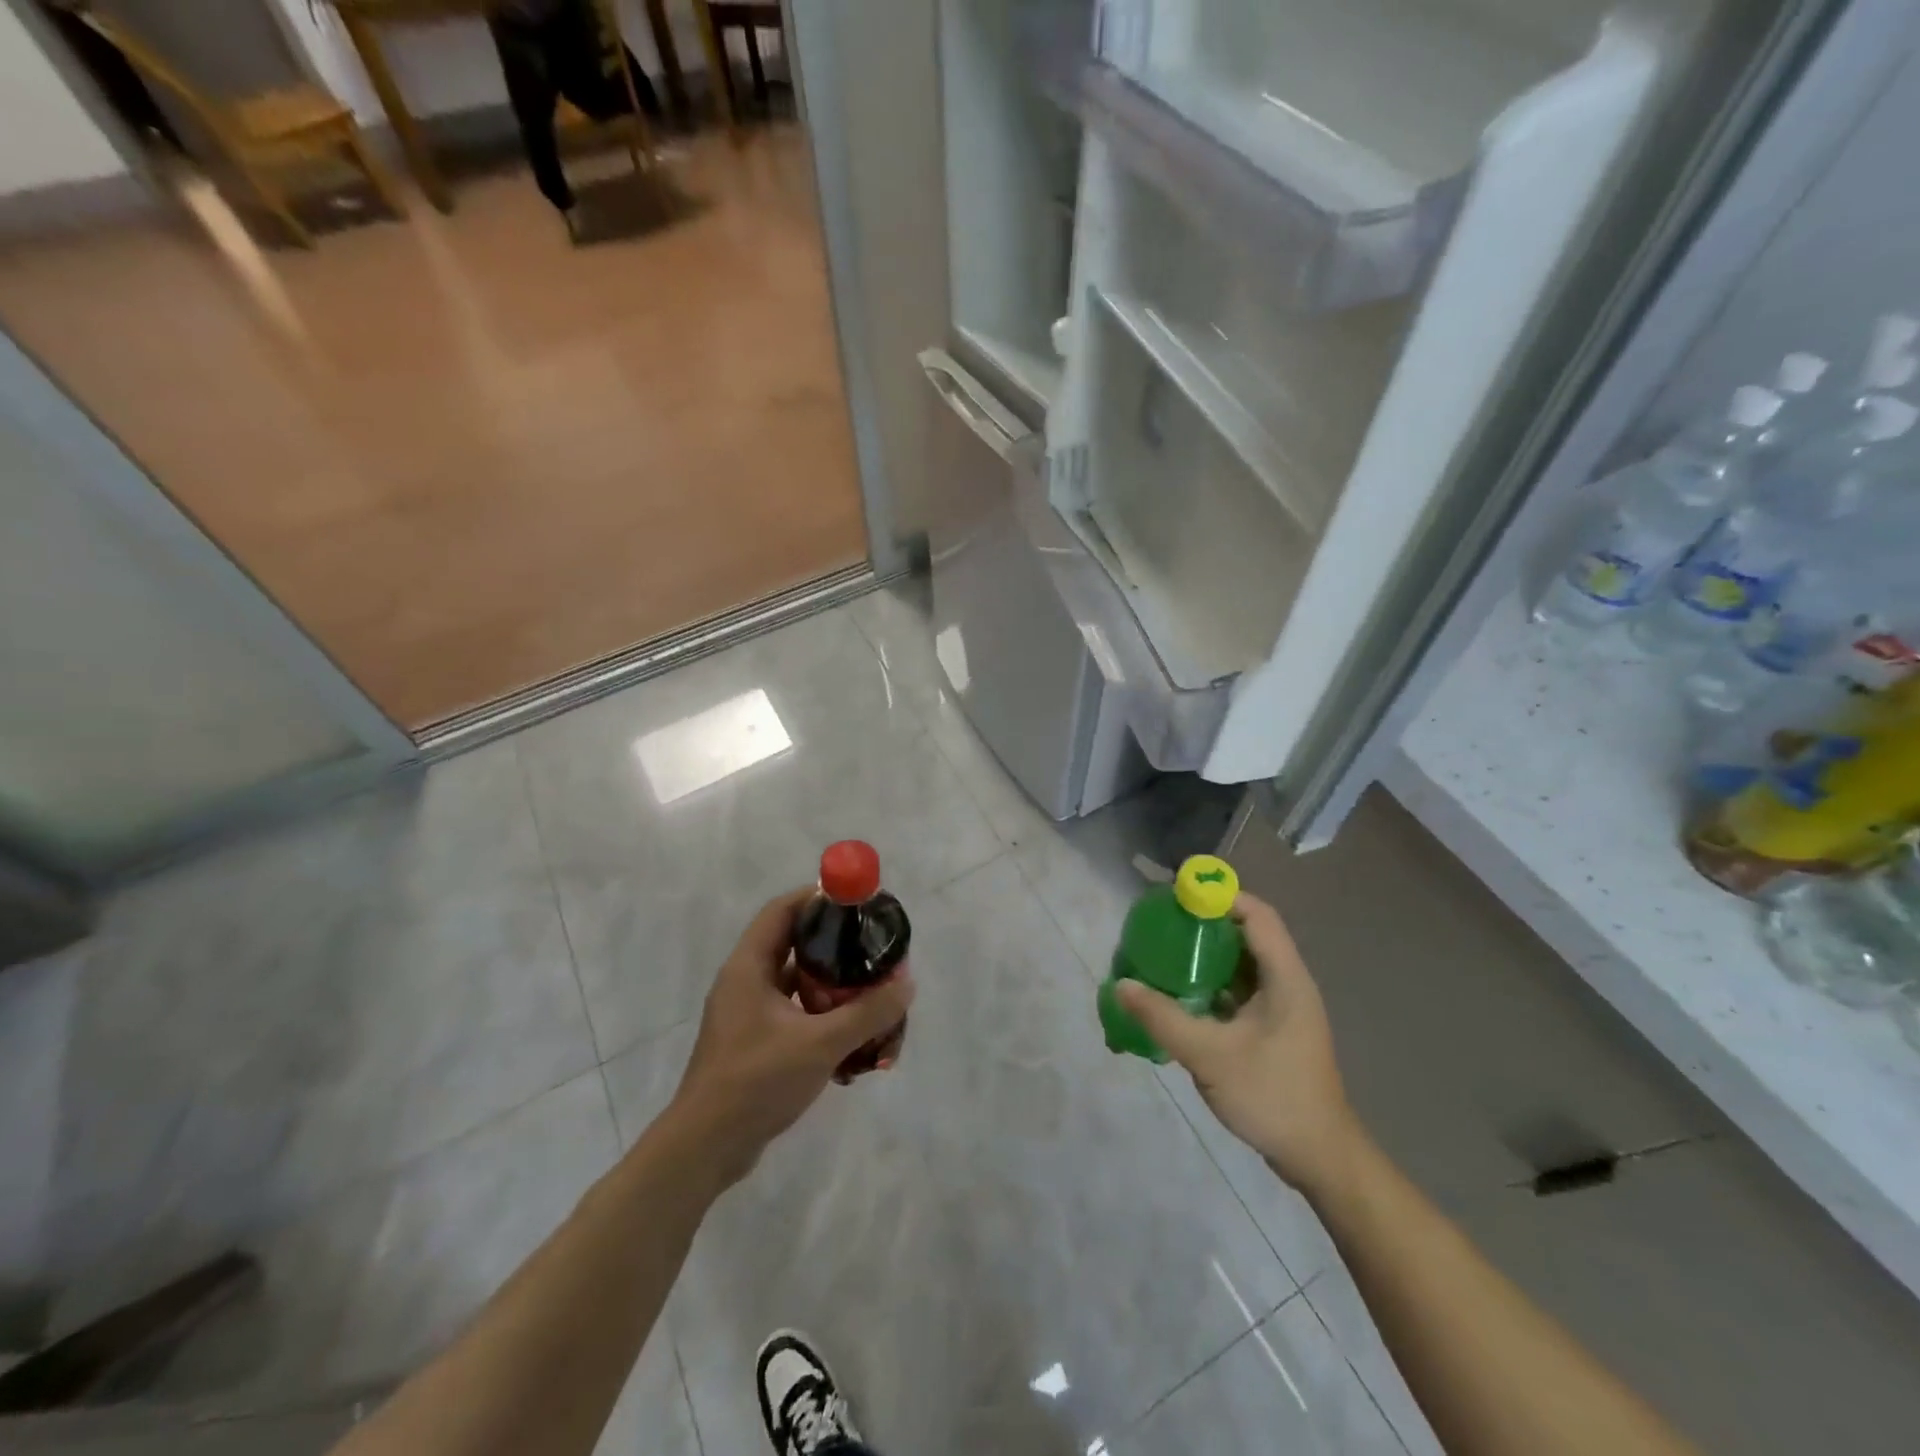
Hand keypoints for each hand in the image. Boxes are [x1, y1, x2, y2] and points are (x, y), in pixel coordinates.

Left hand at [669, 889, 914, 1187]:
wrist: (706, 1147)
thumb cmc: (757, 1081)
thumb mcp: (820, 1044)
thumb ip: (867, 1013)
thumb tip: (906, 984)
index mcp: (748, 967)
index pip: (782, 911)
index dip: (817, 898)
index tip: (855, 900)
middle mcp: (745, 982)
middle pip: (792, 944)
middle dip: (833, 942)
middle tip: (871, 945)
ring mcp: (747, 1014)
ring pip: (794, 982)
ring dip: (829, 982)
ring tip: (869, 986)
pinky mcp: (753, 1042)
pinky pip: (792, 1012)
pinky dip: (820, 1013)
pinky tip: (850, 1031)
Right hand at [1117, 892, 1359, 1196]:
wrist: (1319, 1158)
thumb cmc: (1273, 1097)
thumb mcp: (1211, 1056)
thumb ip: (1163, 1018)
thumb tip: (1120, 985)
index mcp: (1285, 978)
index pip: (1256, 914)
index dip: (1219, 897)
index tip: (1177, 897)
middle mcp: (1286, 983)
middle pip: (1244, 934)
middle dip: (1202, 925)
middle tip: (1159, 926)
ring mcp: (1280, 1008)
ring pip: (1238, 964)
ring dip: (1203, 956)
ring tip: (1161, 955)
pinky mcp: (1270, 1029)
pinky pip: (1236, 991)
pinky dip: (1208, 985)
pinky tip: (1177, 995)